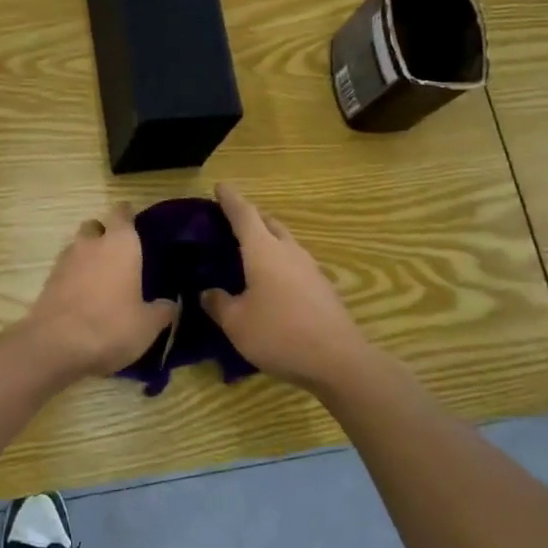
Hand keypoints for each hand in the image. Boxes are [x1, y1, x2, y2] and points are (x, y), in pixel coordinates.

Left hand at [21, 205, 178, 379]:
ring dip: (88, 257)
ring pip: (78, 247)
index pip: (122, 214)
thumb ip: (162, 310)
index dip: (128, 216)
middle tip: (119, 255)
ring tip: (102, 280)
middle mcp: (91, 244)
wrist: (56, 345)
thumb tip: (170, 304)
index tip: (136, 225)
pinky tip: (85, 297)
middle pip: (95, 226)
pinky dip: (74, 277)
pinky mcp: (48, 281)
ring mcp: (65, 260)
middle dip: (104, 235)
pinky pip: (65, 270)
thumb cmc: (111, 326)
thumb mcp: (148, 325)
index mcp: (120, 244)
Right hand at [201, 184, 375, 390]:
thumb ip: (219, 304)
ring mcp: (310, 268)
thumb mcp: (236, 323)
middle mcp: (288, 251)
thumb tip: (208, 293)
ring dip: (268, 241)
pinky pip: (295, 264)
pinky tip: (272, 284)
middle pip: (269, 223)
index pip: (244, 214)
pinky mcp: (323, 288)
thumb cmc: (279, 334)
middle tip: (232, 223)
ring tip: (249, 254)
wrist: (339, 361)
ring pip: (285, 243)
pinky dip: (279, 263)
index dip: (230, 200)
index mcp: (263, 250)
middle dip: (251, 218)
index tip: (220, 187)